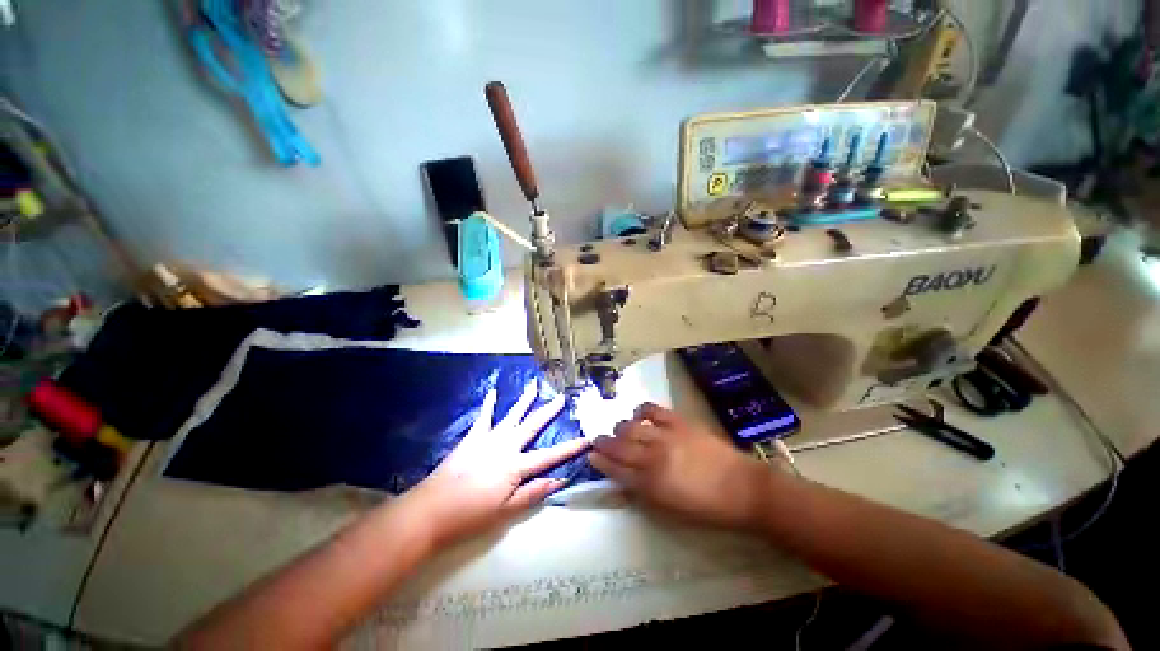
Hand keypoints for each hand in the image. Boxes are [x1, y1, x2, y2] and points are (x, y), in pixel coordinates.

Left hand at [402, 382, 589, 546]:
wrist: (431, 510)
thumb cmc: (470, 515)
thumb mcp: (506, 511)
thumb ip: (533, 493)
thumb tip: (559, 480)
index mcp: (516, 466)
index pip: (550, 456)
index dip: (570, 447)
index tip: (586, 437)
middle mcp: (506, 447)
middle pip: (532, 426)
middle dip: (549, 411)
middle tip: (561, 397)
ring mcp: (488, 439)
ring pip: (512, 416)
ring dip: (524, 400)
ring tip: (533, 385)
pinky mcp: (472, 438)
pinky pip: (483, 417)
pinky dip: (489, 404)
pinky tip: (493, 391)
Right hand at [588, 403, 773, 530]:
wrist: (744, 489)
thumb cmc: (707, 509)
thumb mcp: (671, 511)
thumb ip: (644, 494)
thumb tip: (623, 481)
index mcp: (650, 485)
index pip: (615, 469)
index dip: (600, 461)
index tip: (591, 455)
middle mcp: (652, 457)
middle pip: (618, 445)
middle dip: (603, 442)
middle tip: (598, 440)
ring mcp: (665, 436)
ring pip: (630, 426)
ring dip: (620, 428)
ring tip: (620, 430)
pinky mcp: (678, 422)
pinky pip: (651, 409)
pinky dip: (641, 410)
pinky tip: (640, 415)